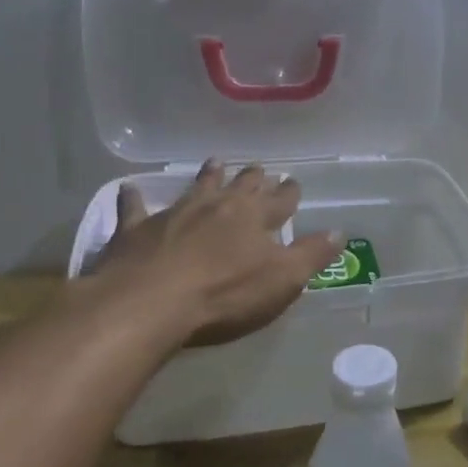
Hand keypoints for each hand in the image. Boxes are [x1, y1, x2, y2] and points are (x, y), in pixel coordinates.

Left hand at [93, 161, 343, 346]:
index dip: (289, 193)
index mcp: (254, 217)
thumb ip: (311, 255)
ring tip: (216, 163)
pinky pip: (135, 209)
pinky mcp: (136, 230)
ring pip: (197, 187)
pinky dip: (133, 198)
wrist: (149, 303)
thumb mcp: (282, 279)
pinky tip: (129, 188)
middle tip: (259, 168)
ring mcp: (175, 214)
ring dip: (208, 176)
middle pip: (240, 187)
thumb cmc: (224, 294)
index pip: (280, 200)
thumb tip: (338, 233)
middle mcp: (217, 206)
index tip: (294, 182)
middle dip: (253, 178)